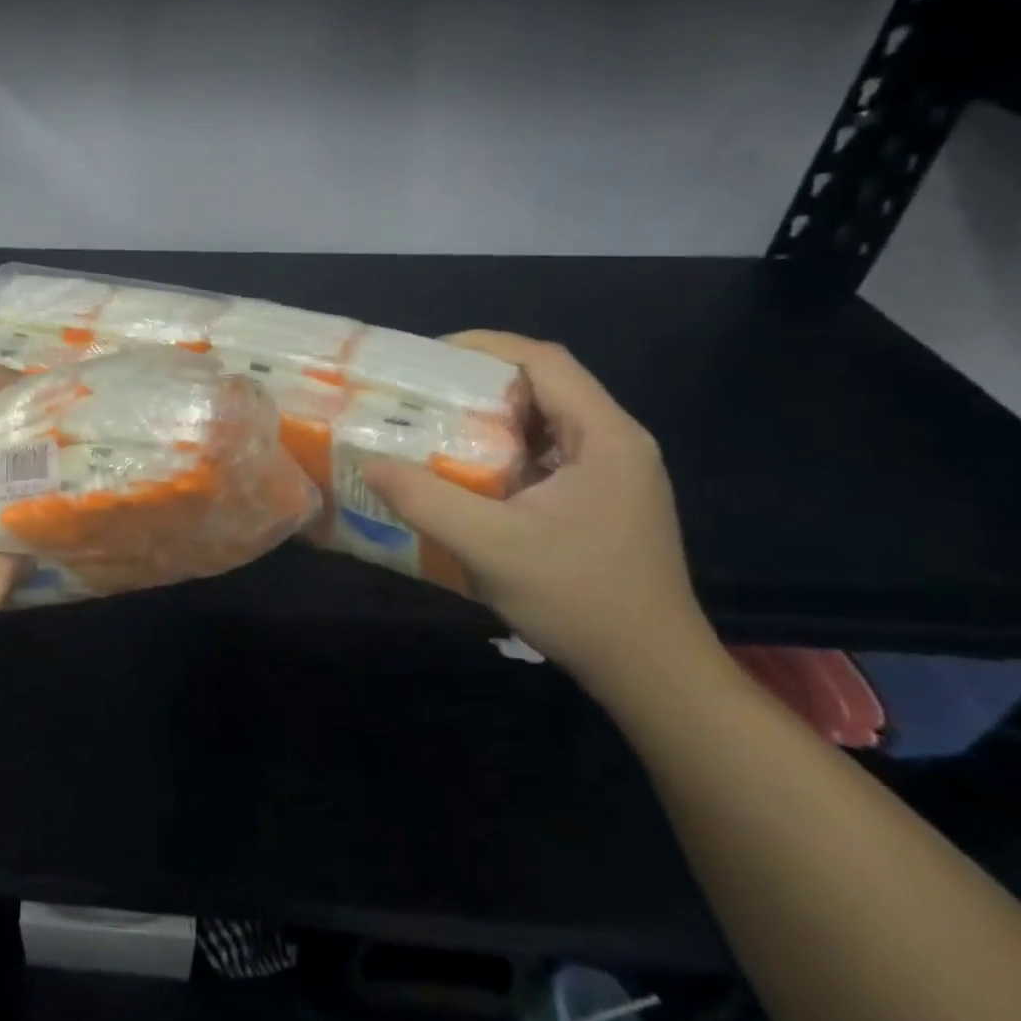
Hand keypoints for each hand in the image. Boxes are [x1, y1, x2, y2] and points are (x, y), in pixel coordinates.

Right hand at [363, 331, 721, 696]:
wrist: (653, 675)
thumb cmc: (580, 600)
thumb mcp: (489, 547)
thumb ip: (425, 500)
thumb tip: (367, 463)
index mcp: (605, 437)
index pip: (544, 361)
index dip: (484, 346)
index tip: (427, 356)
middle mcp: (615, 443)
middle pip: (543, 384)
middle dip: (478, 380)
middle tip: (418, 391)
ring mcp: (612, 474)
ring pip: (543, 420)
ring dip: (488, 417)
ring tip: (431, 424)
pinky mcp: (601, 500)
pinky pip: (545, 454)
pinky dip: (502, 450)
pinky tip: (464, 471)